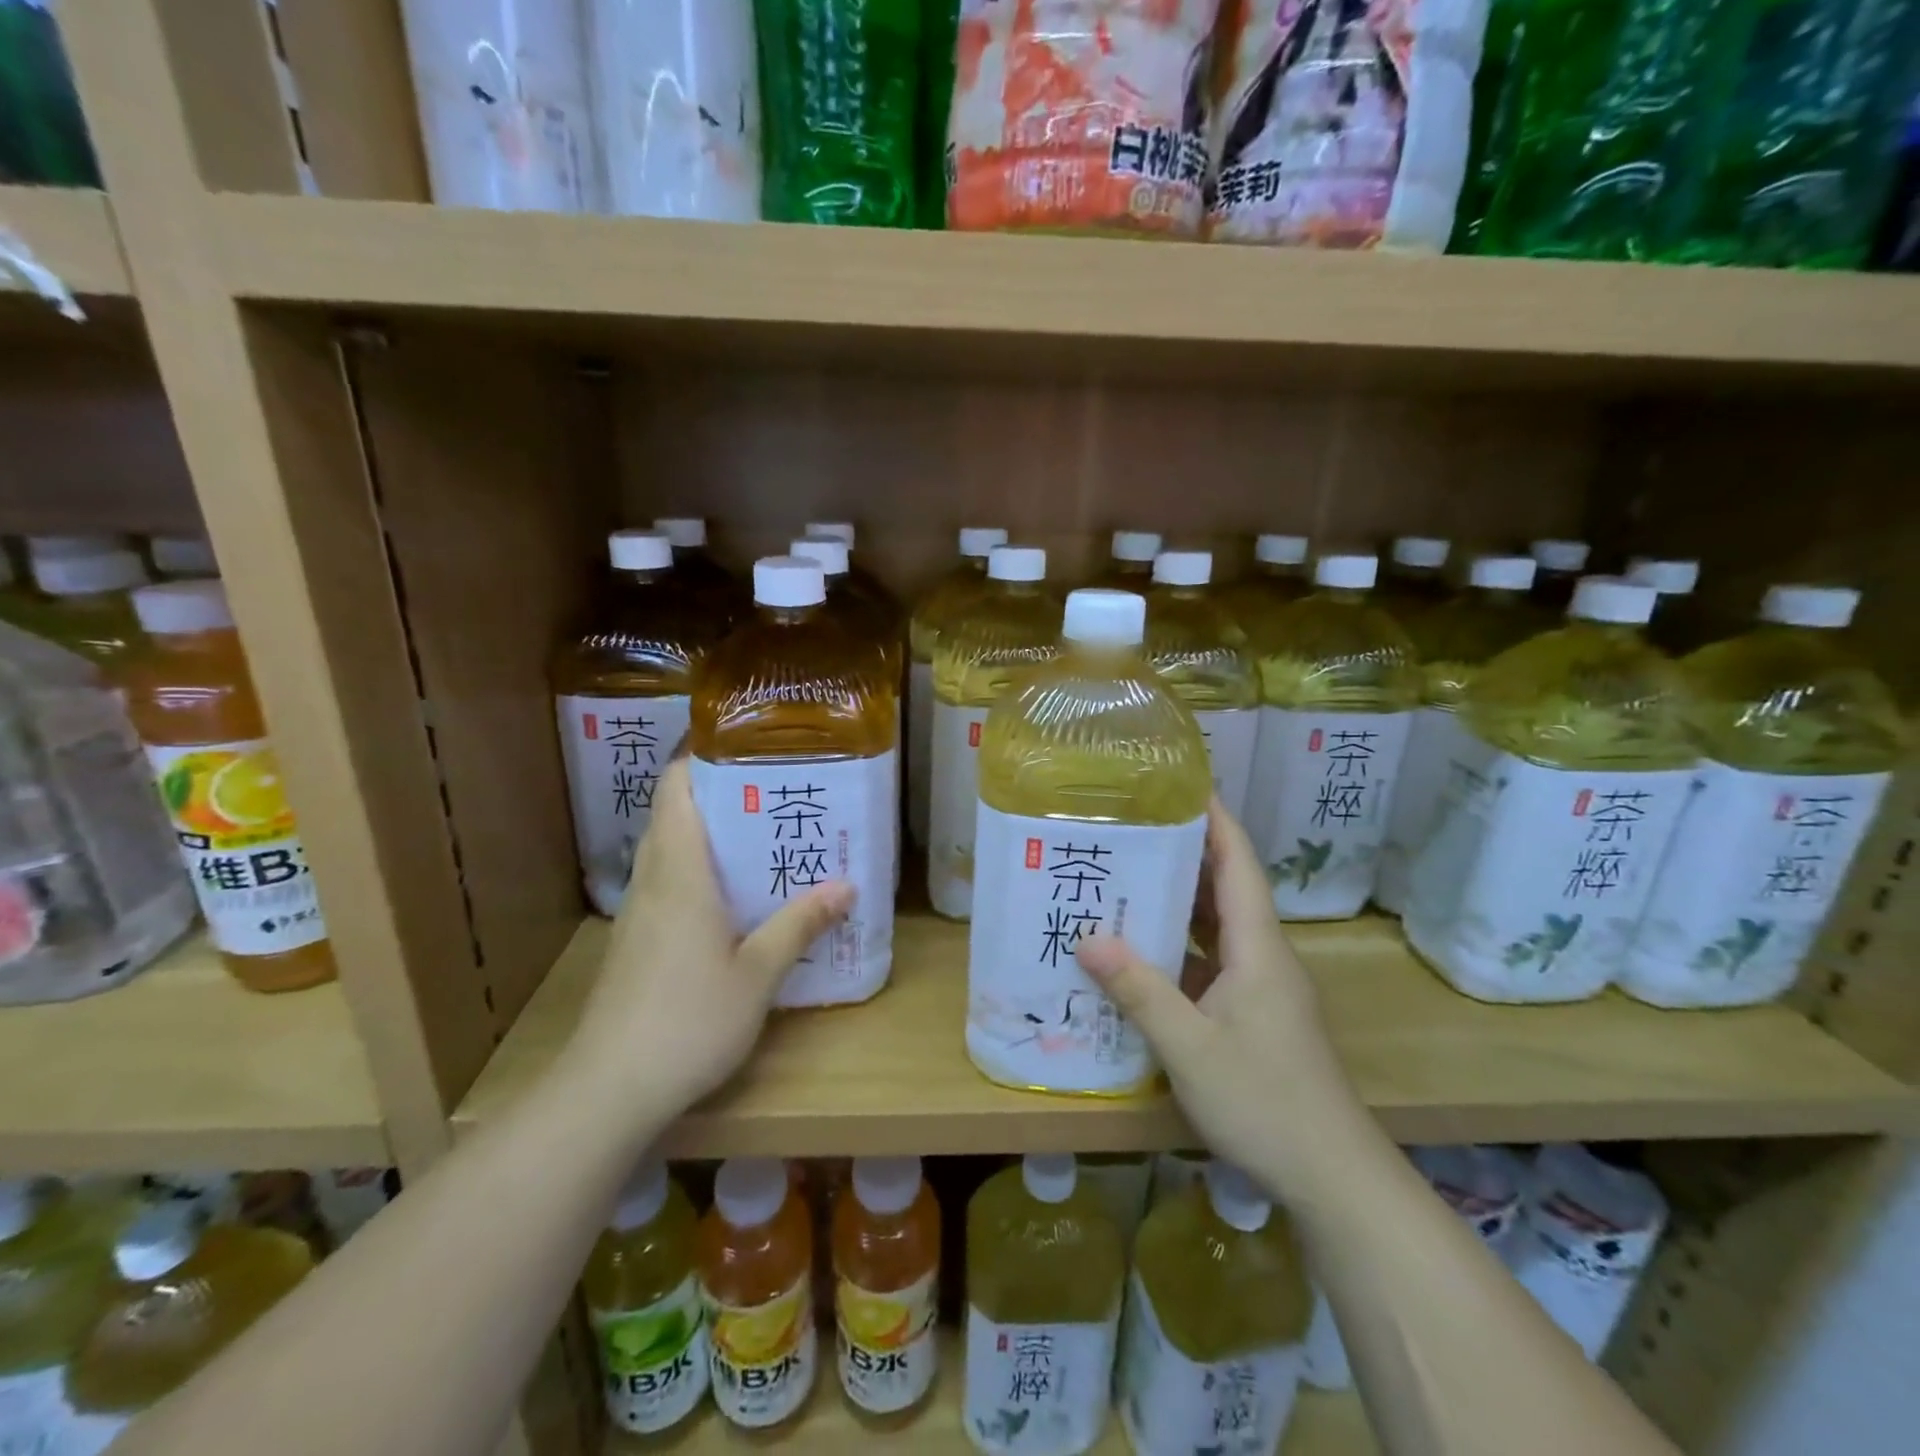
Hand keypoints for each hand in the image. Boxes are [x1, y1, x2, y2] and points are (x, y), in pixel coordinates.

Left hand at [565, 760, 852, 1114]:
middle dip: (718, 795)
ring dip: (707, 834)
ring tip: (761, 837)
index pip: (675, 788)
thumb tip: (846, 885)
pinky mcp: (634, 942)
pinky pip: (666, 884)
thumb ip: (800, 923)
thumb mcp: (759, 973)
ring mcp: (637, 913)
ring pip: (668, 851)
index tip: (747, 748)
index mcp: (680, 872)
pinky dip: (696, 871)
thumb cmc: (689, 1019)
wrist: (608, 1090)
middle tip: (773, 793)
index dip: (702, 758)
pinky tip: (732, 898)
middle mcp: (653, 880)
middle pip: (673, 814)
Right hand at [1076, 799, 1364, 1187]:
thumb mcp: (1189, 1046)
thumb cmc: (1264, 1101)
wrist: (1333, 1177)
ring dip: (1179, 900)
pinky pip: (1213, 960)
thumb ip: (1139, 990)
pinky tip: (1143, 951)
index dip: (1214, 820)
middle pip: (1226, 887)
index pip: (1237, 863)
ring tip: (1126, 877)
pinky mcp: (1256, 1013)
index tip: (1181, 784)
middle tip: (1129, 829)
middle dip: (1183, 853)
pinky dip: (1181, 944)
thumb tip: (1087, 938)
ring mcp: (1262, 986)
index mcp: (1257, 947)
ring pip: (1219, 925)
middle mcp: (1264, 955)